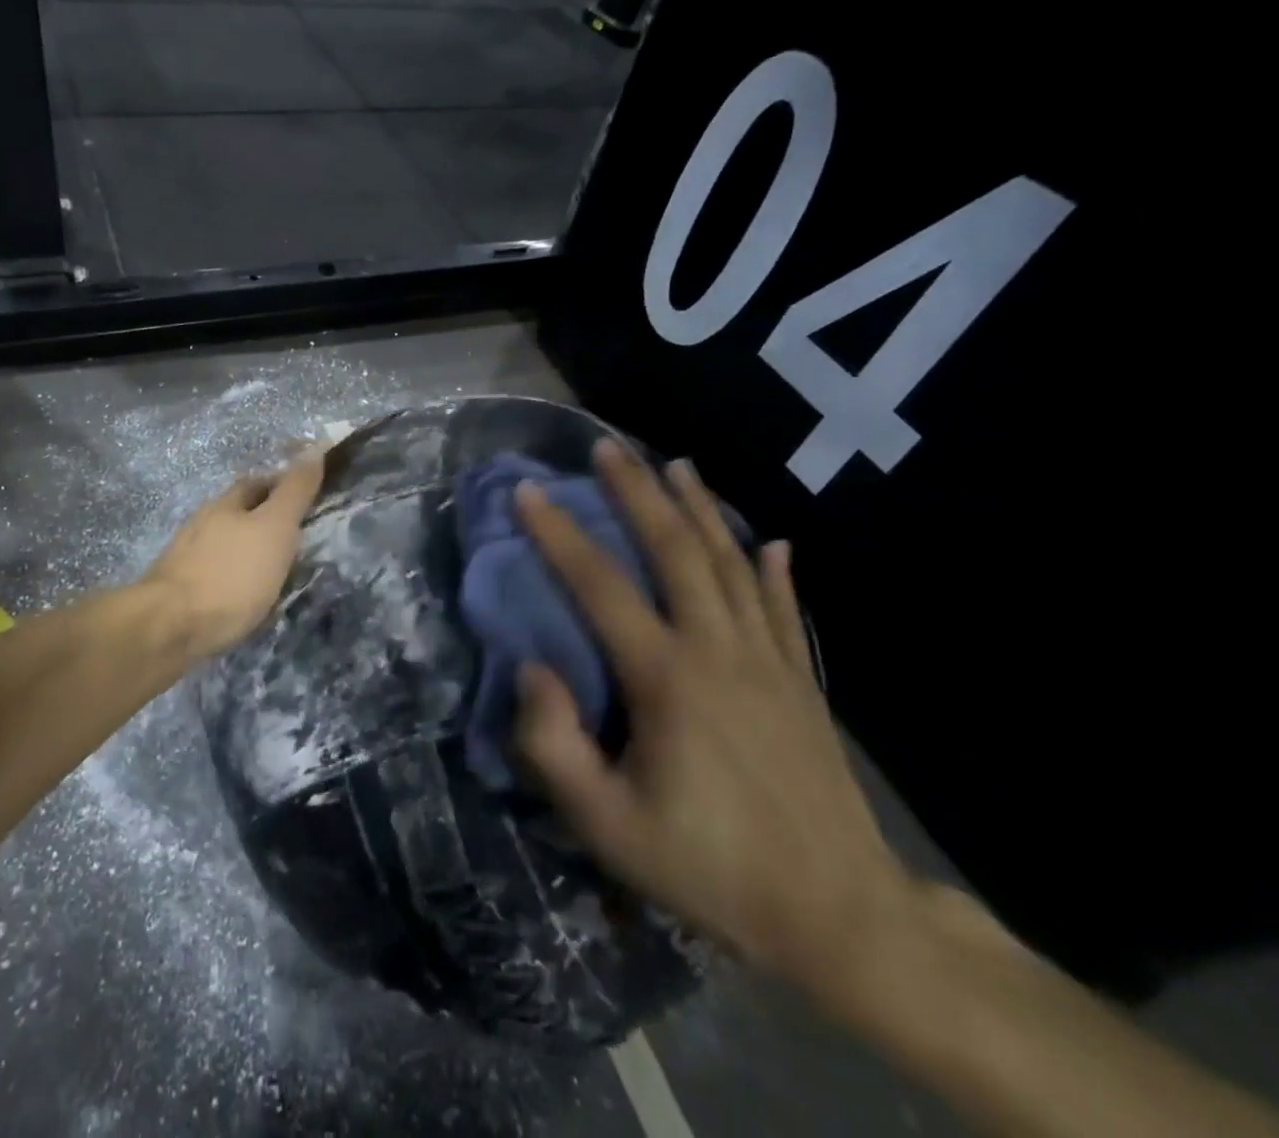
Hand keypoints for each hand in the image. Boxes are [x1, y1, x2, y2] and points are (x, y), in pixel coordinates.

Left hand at [141, 450, 324, 663]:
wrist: (170, 627)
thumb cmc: (232, 574)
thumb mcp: (275, 528)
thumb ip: (294, 491)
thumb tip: (315, 447)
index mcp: (226, 504)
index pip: (257, 483)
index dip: (281, 485)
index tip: (306, 498)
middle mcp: (202, 524)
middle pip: (237, 513)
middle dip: (263, 519)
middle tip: (295, 537)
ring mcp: (185, 558)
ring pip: (224, 545)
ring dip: (247, 551)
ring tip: (273, 571)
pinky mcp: (178, 591)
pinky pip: (214, 576)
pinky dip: (233, 579)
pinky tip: (244, 597)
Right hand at [512, 442, 912, 994]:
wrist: (841, 920)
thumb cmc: (710, 869)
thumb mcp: (607, 826)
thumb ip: (554, 746)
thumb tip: (533, 669)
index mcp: (667, 679)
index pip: (600, 587)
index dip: (558, 535)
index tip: (527, 492)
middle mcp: (719, 651)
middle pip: (676, 552)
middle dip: (638, 493)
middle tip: (609, 448)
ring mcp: (770, 663)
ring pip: (733, 565)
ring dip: (702, 510)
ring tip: (677, 466)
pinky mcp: (803, 684)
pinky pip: (785, 610)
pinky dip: (775, 571)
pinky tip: (774, 542)